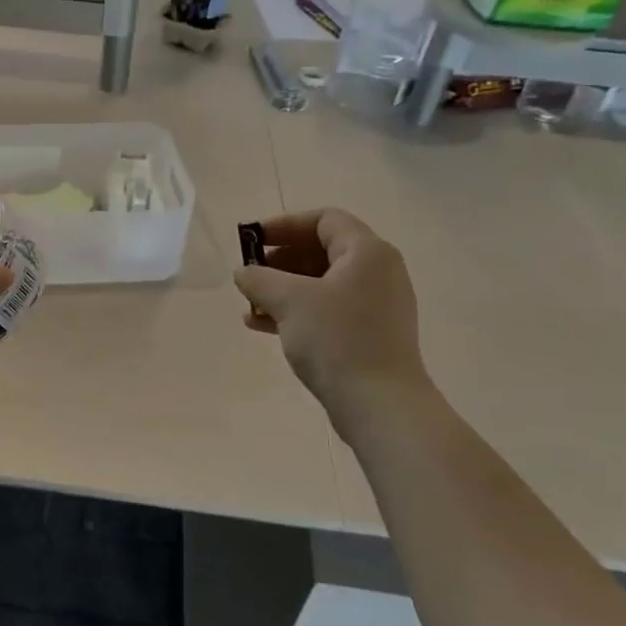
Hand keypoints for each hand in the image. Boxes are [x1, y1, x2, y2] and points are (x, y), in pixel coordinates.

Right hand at [234, 209, 430, 409]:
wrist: (381, 406)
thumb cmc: (337, 340)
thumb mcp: (289, 300)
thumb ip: (259, 278)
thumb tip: (244, 272)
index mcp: (367, 252)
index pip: (324, 219)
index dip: (284, 224)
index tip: (253, 240)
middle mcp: (378, 272)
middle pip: (321, 250)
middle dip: (280, 260)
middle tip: (250, 273)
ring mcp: (376, 305)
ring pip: (321, 284)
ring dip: (283, 289)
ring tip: (250, 306)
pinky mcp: (370, 334)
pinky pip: (328, 310)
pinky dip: (297, 312)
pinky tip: (263, 327)